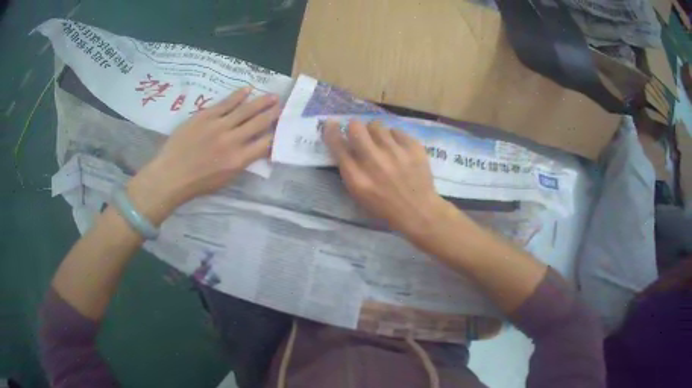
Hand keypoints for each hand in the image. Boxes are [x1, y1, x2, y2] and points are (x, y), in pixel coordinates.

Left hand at [128, 88, 280, 223]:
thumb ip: (241, 163)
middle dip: (274, 114)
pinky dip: (238, 95)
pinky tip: (248, 89)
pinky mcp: (204, 116)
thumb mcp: (225, 180)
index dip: (277, 135)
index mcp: (238, 160)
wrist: (170, 175)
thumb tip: (254, 149)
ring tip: (273, 96)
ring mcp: (218, 125)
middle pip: (259, 123)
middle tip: (283, 105)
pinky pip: (225, 103)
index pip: (265, 144)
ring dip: (261, 102)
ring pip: (245, 110)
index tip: (283, 127)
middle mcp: (232, 140)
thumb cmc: (197, 184)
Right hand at [323, 120, 454, 240]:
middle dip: (354, 126)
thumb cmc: (385, 207)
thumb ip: (349, 170)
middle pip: (356, 127)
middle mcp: (374, 161)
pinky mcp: (413, 147)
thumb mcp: (359, 195)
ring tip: (380, 141)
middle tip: (358, 131)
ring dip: (374, 131)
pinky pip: (396, 131)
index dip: (331, 131)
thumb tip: (345, 144)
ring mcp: (395, 152)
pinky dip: (393, 137)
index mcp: (357, 177)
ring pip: (376, 125)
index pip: (337, 145)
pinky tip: (397, 148)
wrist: (418, 211)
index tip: (331, 124)